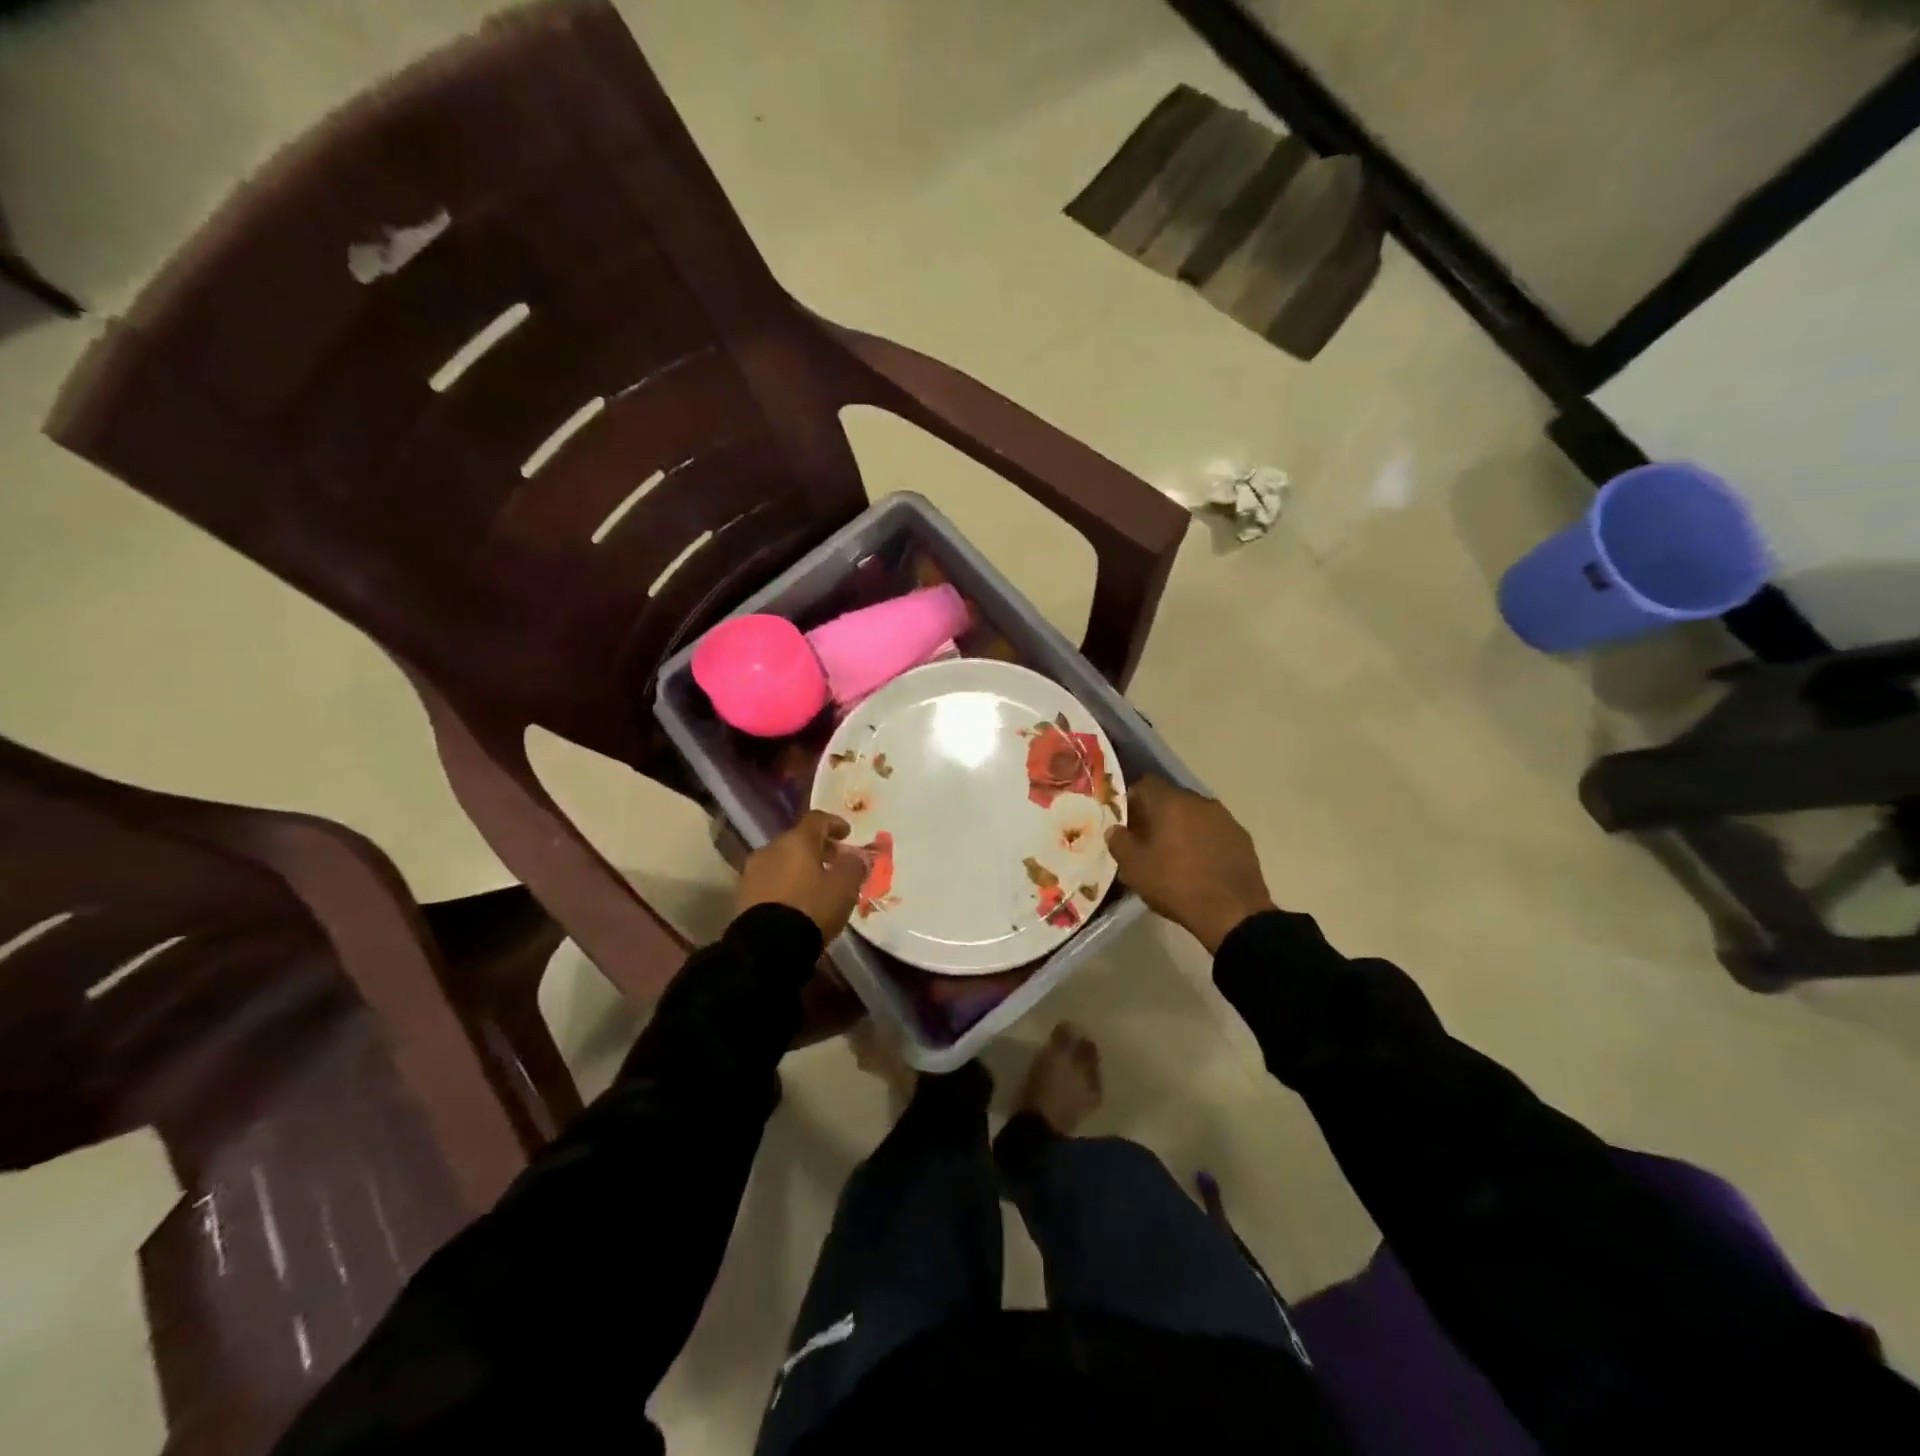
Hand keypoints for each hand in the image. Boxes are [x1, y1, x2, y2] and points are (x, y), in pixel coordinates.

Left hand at [735, 810, 865, 940]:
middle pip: (797, 840)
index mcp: (796, 840)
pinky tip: (796, 901)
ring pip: (782, 861)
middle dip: (818, 848)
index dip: (834, 824)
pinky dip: (785, 884)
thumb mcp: (844, 887)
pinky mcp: (743, 895)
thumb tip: (857, 857)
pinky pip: (770, 880)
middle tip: (835, 863)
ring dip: (799, 867)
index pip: (816, 819)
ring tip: (816, 885)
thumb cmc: (811, 908)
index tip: (847, 834)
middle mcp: (771, 848)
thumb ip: (854, 866)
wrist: (767, 946)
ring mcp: (752, 872)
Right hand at [1106, 777, 1274, 953]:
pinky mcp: (1242, 837)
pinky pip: (1213, 831)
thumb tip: (1115, 829)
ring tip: (1173, 854)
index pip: (1145, 784)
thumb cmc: (1176, 884)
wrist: (1233, 913)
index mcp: (1170, 802)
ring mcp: (1225, 818)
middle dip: (1156, 815)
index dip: (1131, 799)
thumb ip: (1119, 842)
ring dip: (1181, 827)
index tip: (1125, 821)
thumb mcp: (1134, 868)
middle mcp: (1199, 801)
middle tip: (1145, 840)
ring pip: (1194, 815)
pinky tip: (1199, 864)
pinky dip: (1202, 840)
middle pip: (1170, 798)